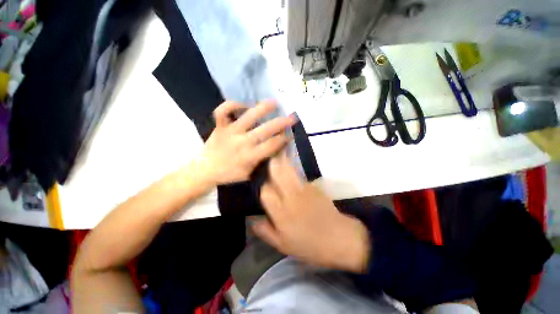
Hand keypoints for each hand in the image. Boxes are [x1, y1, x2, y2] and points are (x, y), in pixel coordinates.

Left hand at [198, 100, 295, 184]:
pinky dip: (231, 105)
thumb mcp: (249, 173)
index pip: (271, 146)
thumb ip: (262, 161)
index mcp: (250, 156)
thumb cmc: (229, 174)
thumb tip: (274, 150)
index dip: (283, 140)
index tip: (291, 135)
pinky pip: (223, 111)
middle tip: (291, 117)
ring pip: (248, 117)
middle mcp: (242, 142)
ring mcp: (230, 132)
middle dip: (281, 123)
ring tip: (274, 102)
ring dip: (262, 108)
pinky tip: (243, 105)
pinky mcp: (219, 126)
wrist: (205, 170)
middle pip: (265, 130)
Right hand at [252, 152, 370, 272]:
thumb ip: (265, 231)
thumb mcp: (283, 245)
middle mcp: (291, 197)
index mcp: (282, 213)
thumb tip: (252, 220)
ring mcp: (304, 189)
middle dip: (272, 165)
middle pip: (278, 174)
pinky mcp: (314, 186)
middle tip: (268, 160)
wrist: (339, 238)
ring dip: (282, 162)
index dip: (262, 187)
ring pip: (289, 170)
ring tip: (277, 156)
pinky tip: (291, 172)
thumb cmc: (310, 245)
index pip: (266, 192)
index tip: (263, 188)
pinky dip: (293, 171)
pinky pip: (300, 176)